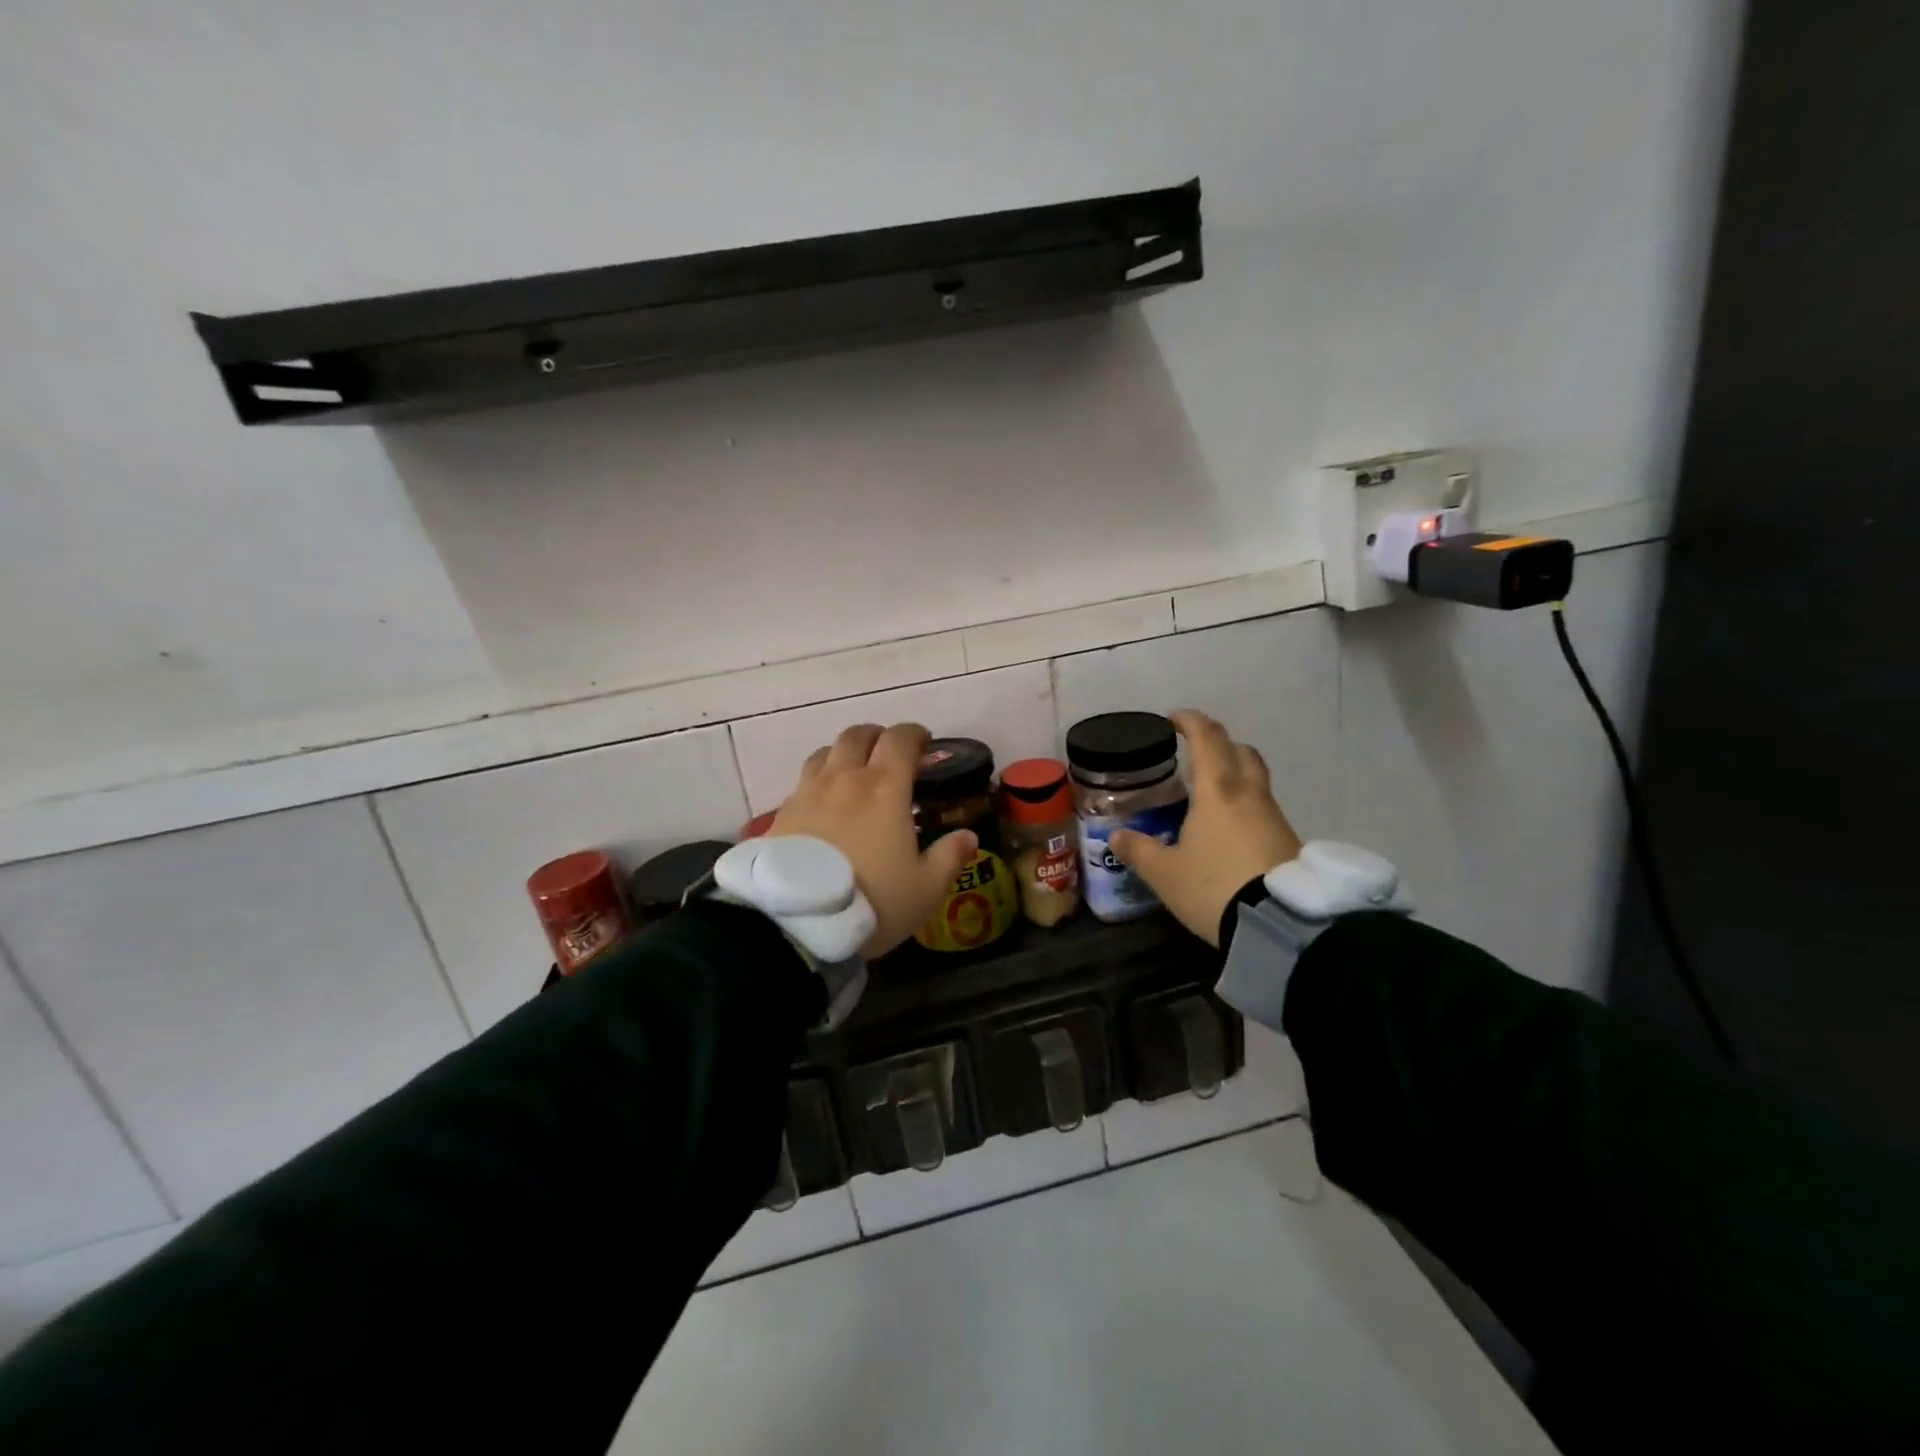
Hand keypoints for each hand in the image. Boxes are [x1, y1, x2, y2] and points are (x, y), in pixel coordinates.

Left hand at [769, 723, 976, 958]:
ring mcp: (808, 793)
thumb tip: (968, 836)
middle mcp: (845, 779)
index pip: (900, 739)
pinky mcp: (781, 813)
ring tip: (853, 773)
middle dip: (877, 737)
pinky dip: (819, 781)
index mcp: (885, 788)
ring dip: (844, 754)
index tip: (924, 743)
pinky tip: (824, 805)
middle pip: (857, 735)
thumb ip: (949, 857)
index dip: (914, 734)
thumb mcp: (925, 889)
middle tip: (889, 754)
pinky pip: (803, 781)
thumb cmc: (873, 901)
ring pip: (825, 753)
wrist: (799, 923)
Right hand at [1110, 710, 1302, 947]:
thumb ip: (1139, 851)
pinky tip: (1230, 829)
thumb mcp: (1165, 873)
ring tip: (1210, 794)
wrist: (1280, 925)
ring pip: (1256, 779)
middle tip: (1197, 752)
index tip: (1174, 718)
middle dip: (1219, 743)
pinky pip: (1263, 808)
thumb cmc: (1214, 887)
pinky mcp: (1289, 841)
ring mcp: (1274, 817)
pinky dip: (1245, 805)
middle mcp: (1249, 794)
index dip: (1190, 721)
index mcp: (1217, 790)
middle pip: (1240, 751)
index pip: (1206, 738)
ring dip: (1235, 774)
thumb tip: (1115, 837)